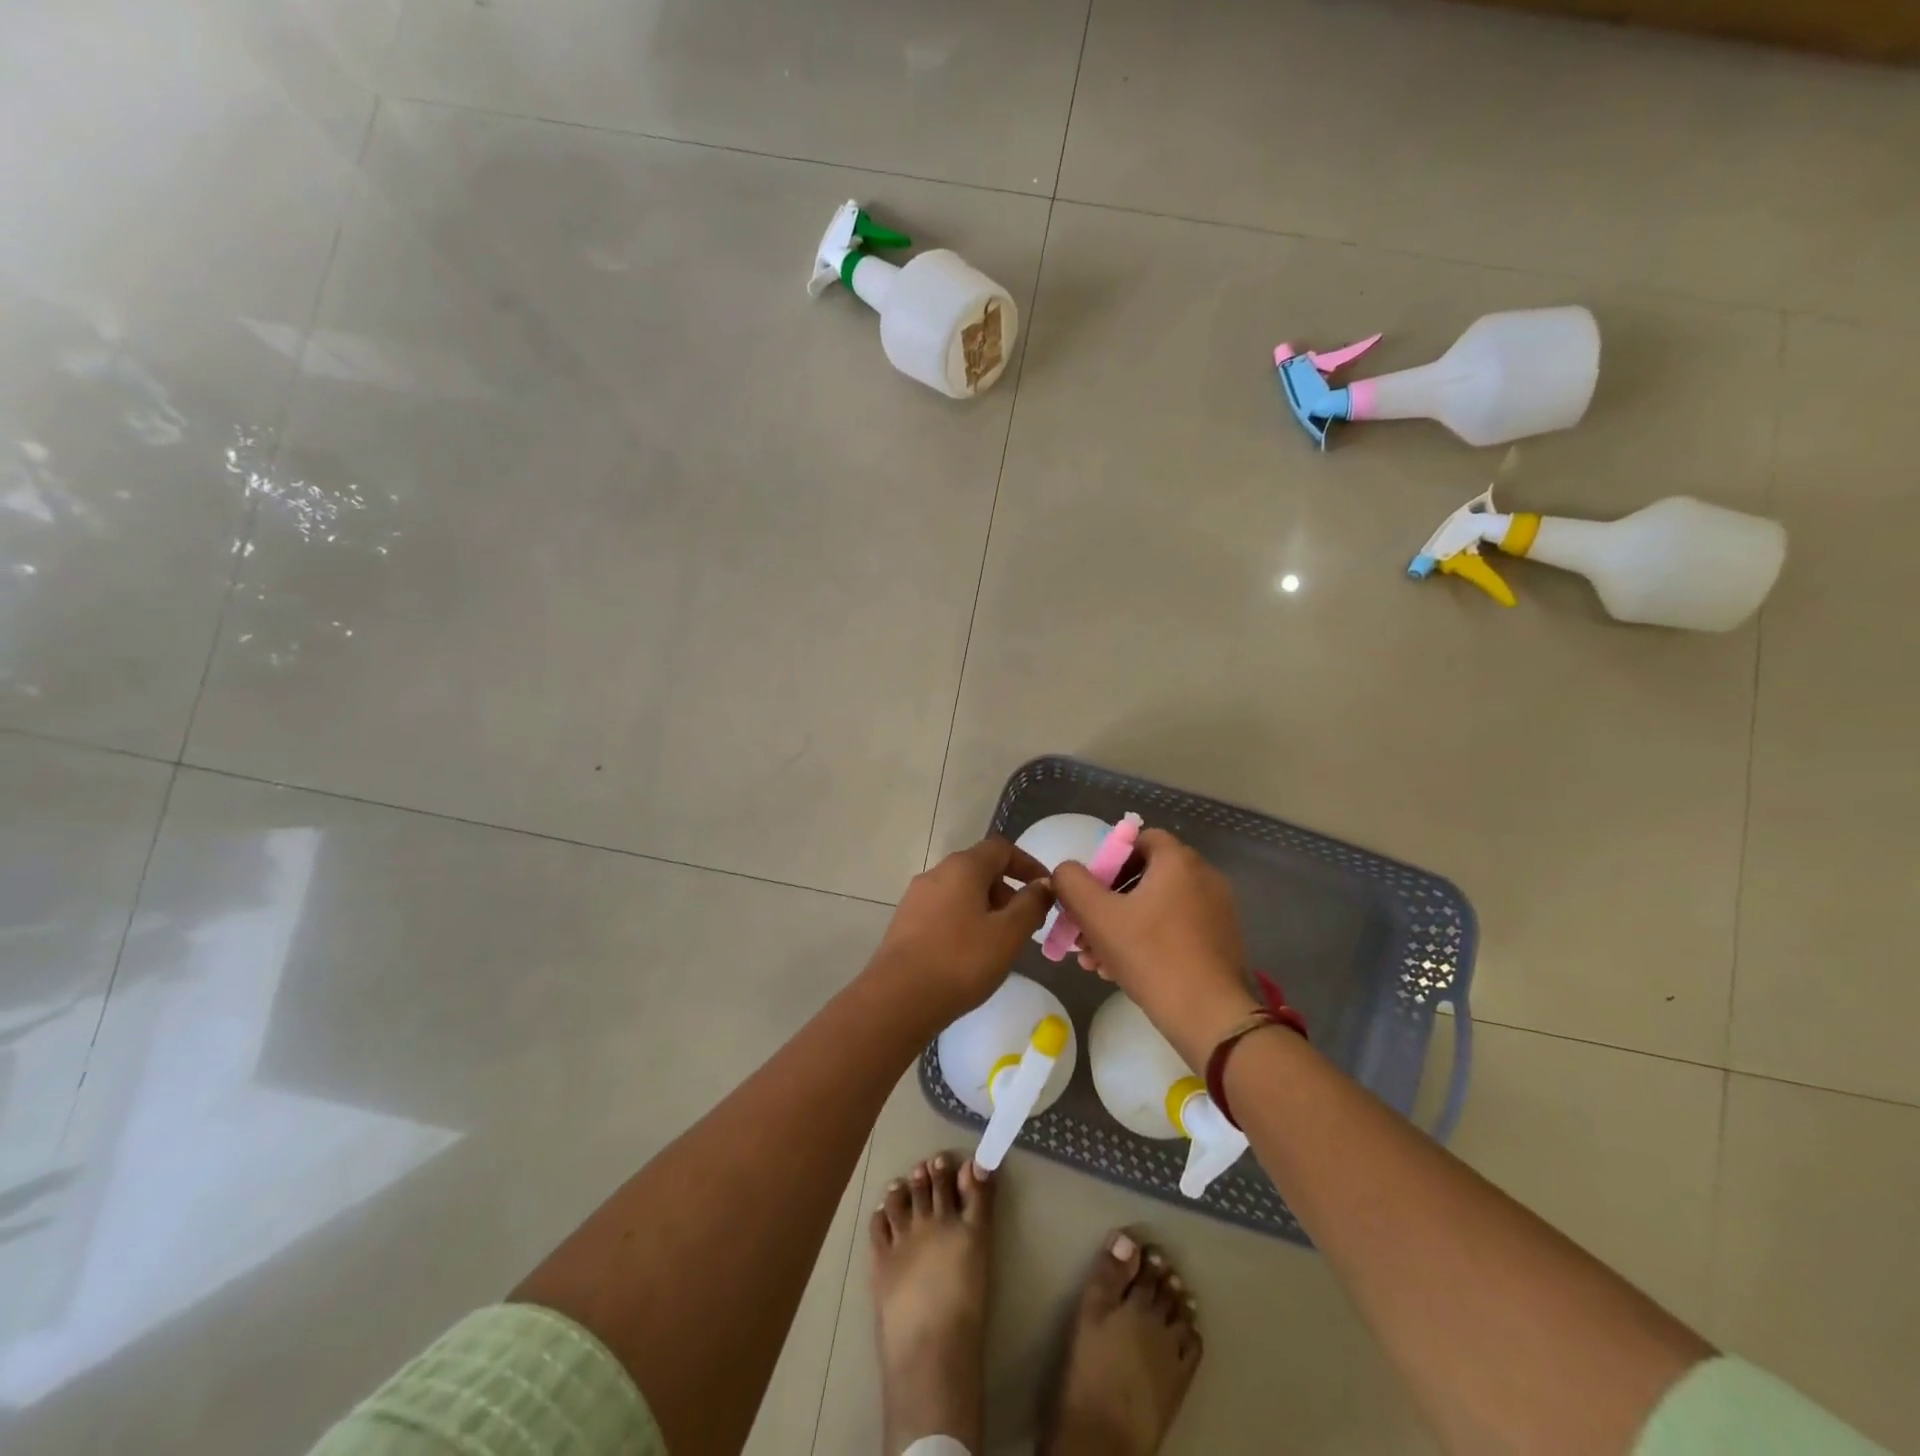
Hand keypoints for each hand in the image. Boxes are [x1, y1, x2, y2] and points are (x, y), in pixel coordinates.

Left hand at [867, 837, 1054, 1027]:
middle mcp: (936, 873)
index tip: (1046, 889)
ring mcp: (916, 897)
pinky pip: (944, 910)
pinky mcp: (905, 922)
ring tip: (1001, 942)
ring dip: (987, 908)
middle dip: (1008, 891)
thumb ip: (1031, 905)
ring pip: (961, 892)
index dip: (1028, 864)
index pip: (1001, 849)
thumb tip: (1043, 885)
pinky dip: (964, 921)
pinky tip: (971, 954)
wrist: (898, 998)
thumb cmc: (961, 960)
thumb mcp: (1008, 934)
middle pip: (980, 869)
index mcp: (963, 867)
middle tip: (1027, 923)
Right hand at [1052, 829, 1259, 1069]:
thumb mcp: (1096, 915)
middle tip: (1085, 930)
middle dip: (1107, 902)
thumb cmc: (1150, 955)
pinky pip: (1175, 929)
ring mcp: (1216, 911)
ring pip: (1156, 908)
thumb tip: (1066, 872)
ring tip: (1096, 958)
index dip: (1108, 859)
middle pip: (1144, 877)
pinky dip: (1147, 941)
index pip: (1139, 839)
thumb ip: (1071, 882)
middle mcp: (1203, 877)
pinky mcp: (1220, 942)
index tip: (1089, 890)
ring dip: (1122, 926)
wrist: (1208, 1016)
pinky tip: (1121, 971)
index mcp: (1179, 861)